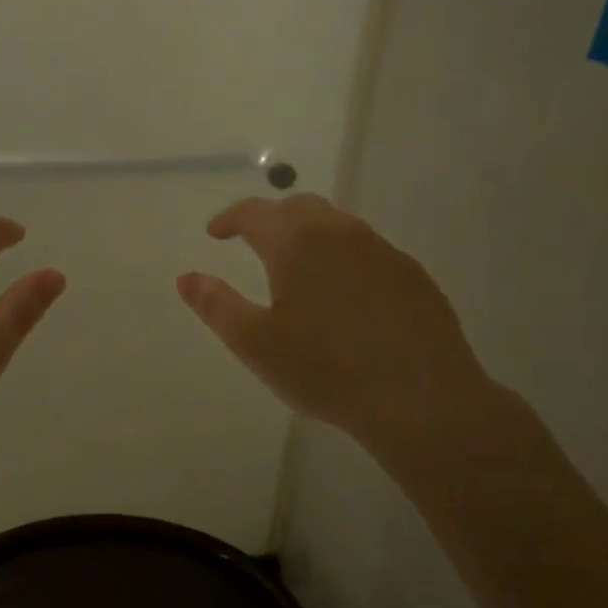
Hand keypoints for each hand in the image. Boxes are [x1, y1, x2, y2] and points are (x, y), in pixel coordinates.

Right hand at [177, 194, 504, 462]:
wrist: (420, 399)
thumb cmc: (325, 371)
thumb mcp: (256, 344)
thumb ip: (216, 306)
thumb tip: (187, 277)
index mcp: (297, 244)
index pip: (255, 213)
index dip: (229, 218)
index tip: (215, 233)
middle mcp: (340, 233)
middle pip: (299, 208)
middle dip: (270, 219)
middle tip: (252, 244)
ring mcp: (382, 251)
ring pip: (337, 225)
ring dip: (309, 234)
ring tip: (297, 267)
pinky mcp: (411, 274)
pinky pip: (367, 249)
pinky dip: (342, 256)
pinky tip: (344, 293)